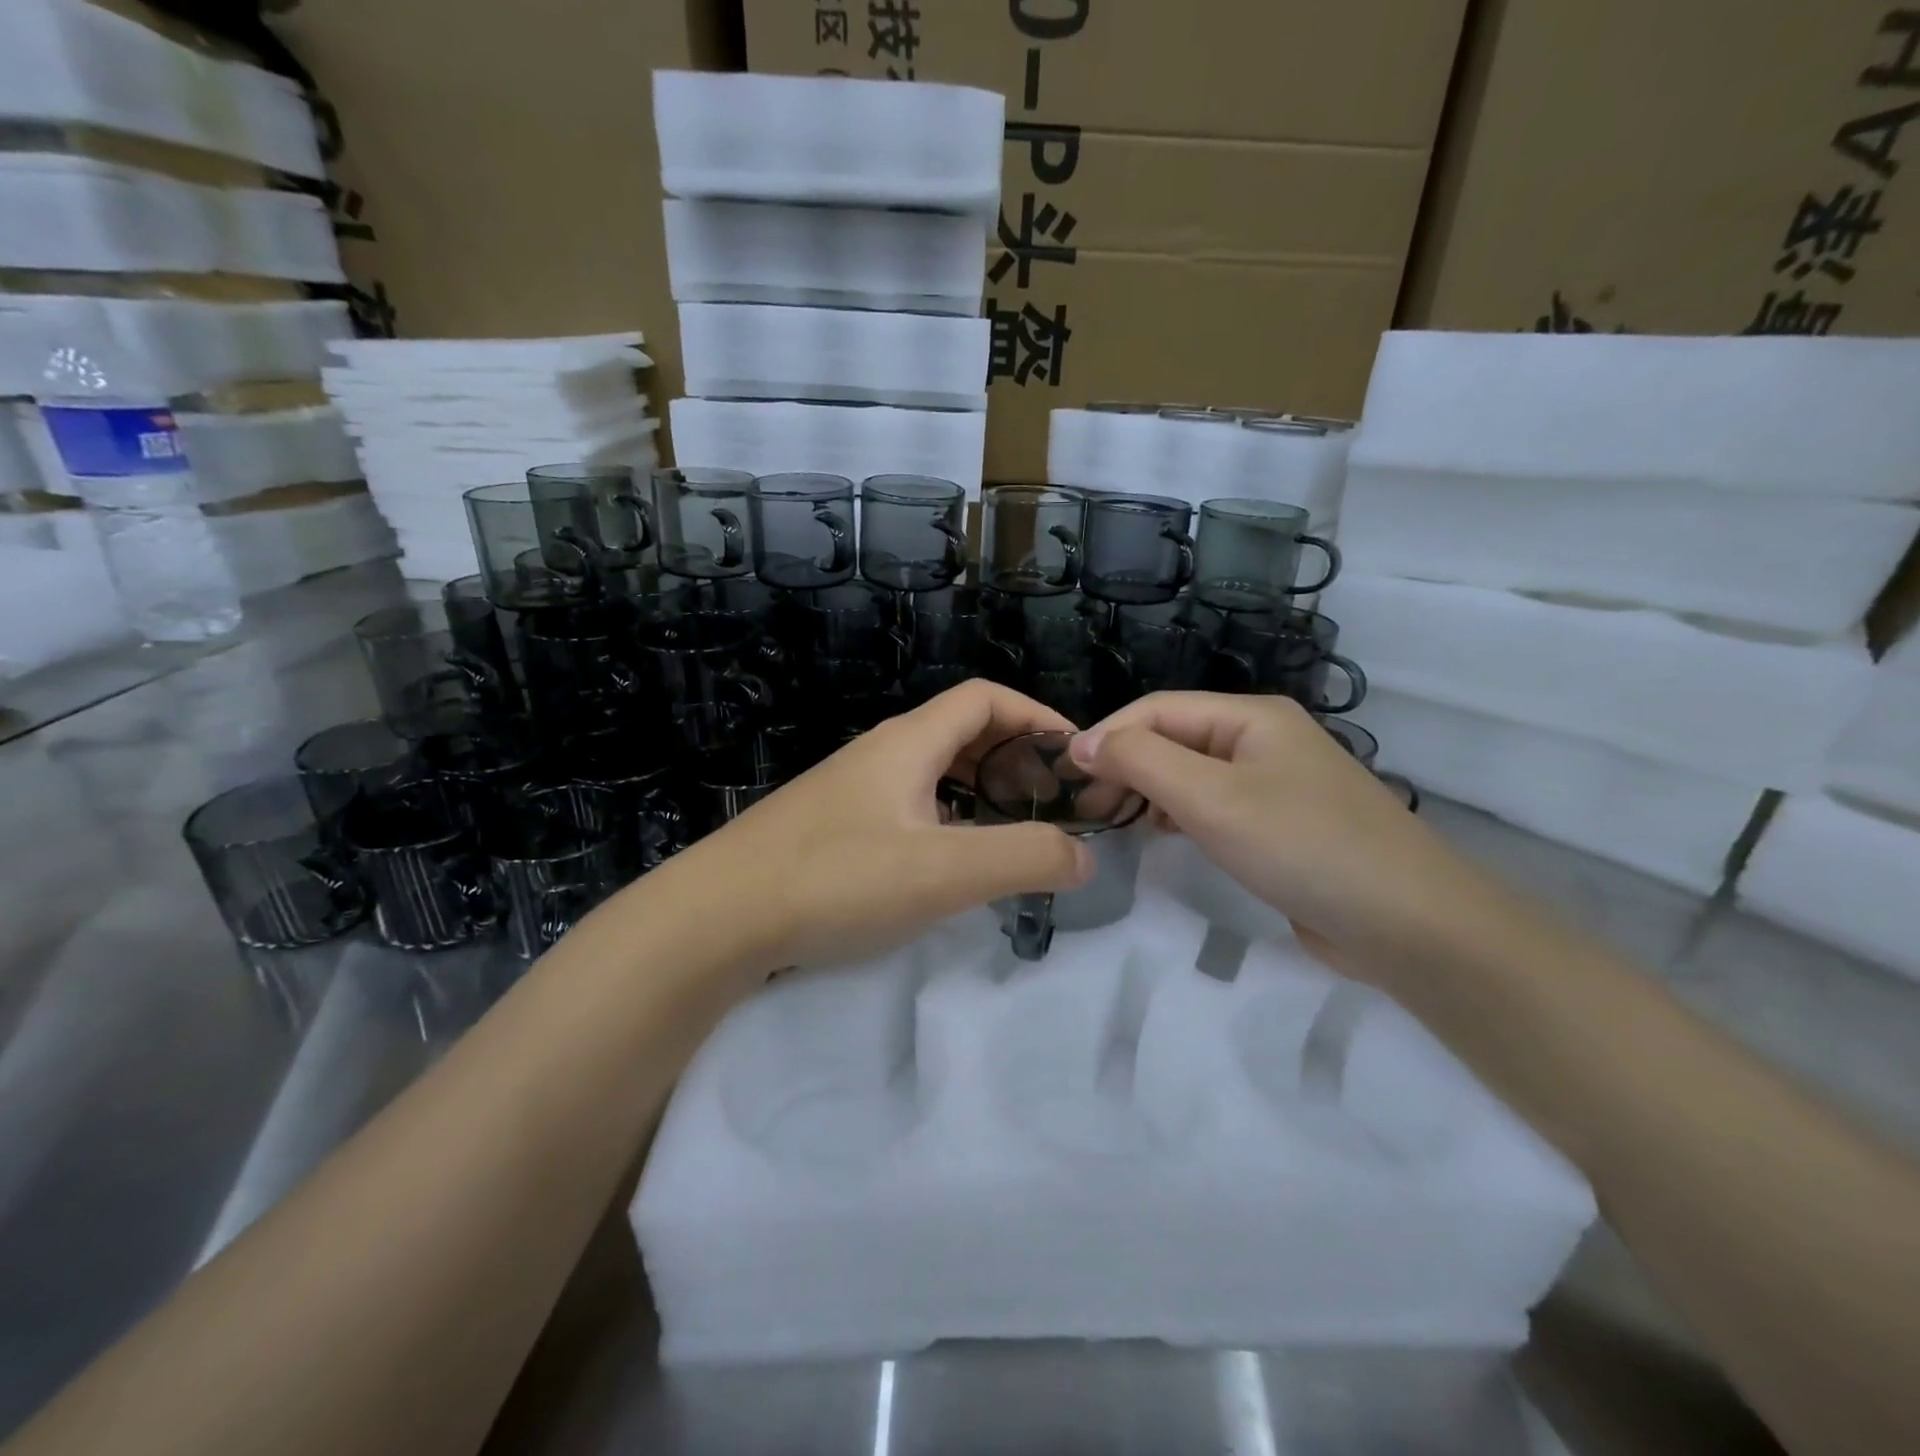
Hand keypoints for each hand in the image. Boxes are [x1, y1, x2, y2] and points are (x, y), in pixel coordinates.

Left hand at [668, 681, 1092, 970]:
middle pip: (960, 731)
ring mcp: (850, 790)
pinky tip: (947, 863)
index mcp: (908, 743)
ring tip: (1010, 833)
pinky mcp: (831, 828)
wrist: (716, 918)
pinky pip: (907, 806)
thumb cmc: (835, 879)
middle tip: (1050, 803)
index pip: (984, 699)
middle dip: (1013, 758)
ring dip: (979, 791)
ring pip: (932, 772)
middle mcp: (879, 754)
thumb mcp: (943, 871)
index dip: (1036, 717)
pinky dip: (945, 820)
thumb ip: (1023, 858)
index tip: (1074, 758)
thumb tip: (1083, 855)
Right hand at [1070, 693, 1503, 982]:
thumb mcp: (1211, 798)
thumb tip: (1082, 742)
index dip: (1107, 736)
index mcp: (1250, 716)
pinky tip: (1162, 836)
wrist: (1409, 924)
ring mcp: (1274, 783)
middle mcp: (1261, 739)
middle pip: (1173, 738)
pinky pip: (1213, 806)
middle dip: (1125, 765)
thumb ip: (1142, 762)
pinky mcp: (1280, 825)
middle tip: (1089, 809)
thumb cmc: (1303, 846)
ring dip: (1148, 791)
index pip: (1157, 709)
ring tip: (1115, 823)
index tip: (1068, 778)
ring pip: (1191, 773)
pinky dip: (1178, 815)